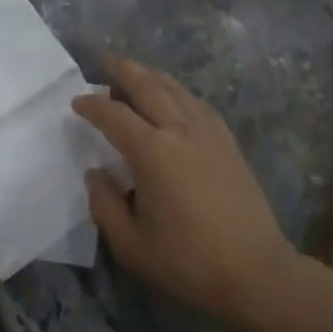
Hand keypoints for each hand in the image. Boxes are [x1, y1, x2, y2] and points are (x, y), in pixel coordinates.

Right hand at [74, 57, 298, 329]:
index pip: (114, 116)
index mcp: (152, 152)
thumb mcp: (131, 245)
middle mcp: (180, 130)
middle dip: (124, 70)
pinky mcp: (228, 143)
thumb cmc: (188, 261)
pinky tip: (177, 97)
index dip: (92, 105)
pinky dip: (180, 92)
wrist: (255, 271)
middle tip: (105, 60)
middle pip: (148, 87)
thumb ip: (105, 204)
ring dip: (152, 76)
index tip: (77, 102)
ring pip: (176, 90)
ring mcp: (208, 133)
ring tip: (137, 72)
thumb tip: (96, 173)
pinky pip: (199, 104)